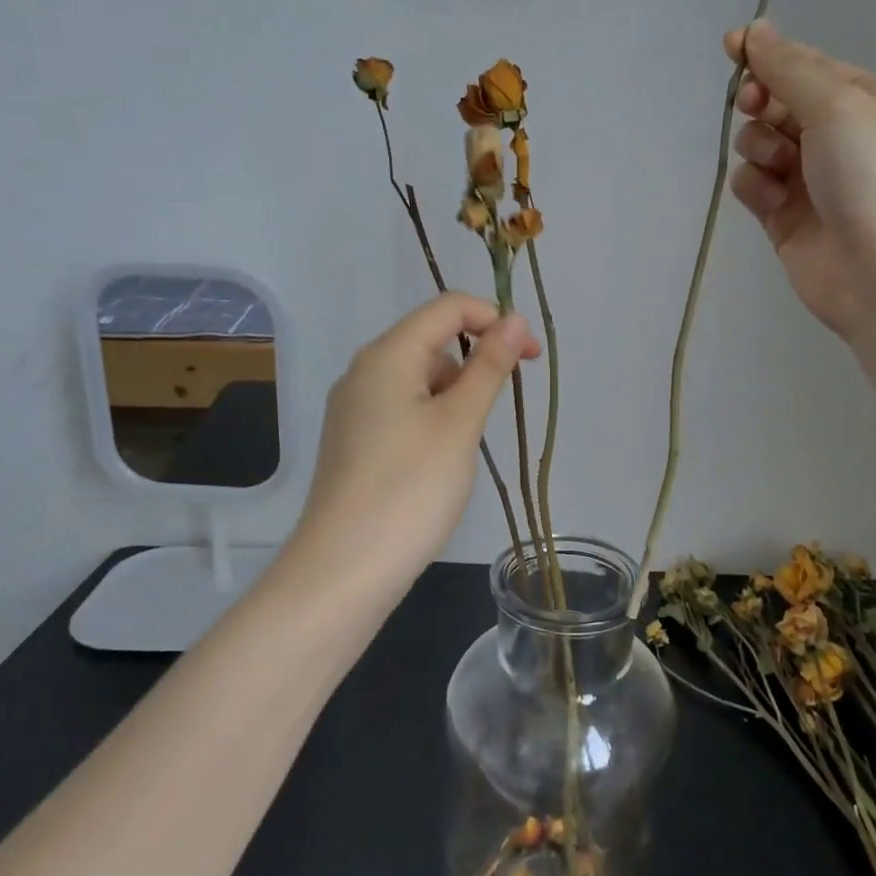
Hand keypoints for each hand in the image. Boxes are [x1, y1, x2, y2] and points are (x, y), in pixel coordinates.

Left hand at [292, 293, 539, 590]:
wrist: (345, 568)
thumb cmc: (411, 488)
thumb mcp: (460, 423)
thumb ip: (489, 366)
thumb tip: (515, 320)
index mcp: (387, 355)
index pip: (447, 307)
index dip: (495, 320)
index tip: (531, 357)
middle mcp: (364, 371)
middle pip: (430, 339)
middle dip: (476, 358)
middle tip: (503, 403)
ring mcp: (354, 408)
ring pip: (418, 378)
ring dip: (455, 392)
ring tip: (468, 442)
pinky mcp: (354, 440)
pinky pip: (402, 408)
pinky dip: (432, 416)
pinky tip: (441, 457)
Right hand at [726, 20, 875, 345]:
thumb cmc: (875, 179)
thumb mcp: (839, 107)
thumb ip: (790, 69)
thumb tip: (756, 31)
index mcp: (868, 101)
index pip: (807, 65)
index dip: (768, 55)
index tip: (732, 47)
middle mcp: (839, 137)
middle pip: (778, 103)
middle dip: (762, 103)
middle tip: (757, 109)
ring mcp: (810, 180)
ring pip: (758, 144)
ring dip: (758, 147)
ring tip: (779, 169)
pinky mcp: (785, 219)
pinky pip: (751, 185)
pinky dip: (753, 186)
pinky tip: (770, 201)